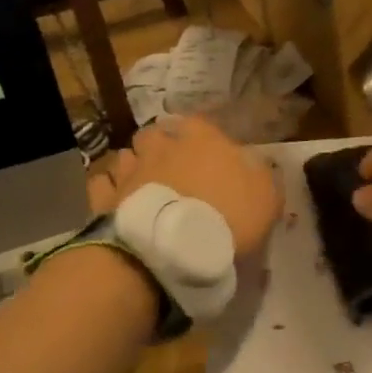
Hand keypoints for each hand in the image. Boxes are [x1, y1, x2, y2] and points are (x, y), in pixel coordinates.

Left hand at [88, 116, 282, 257]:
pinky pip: (104, 183)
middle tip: (174, 169)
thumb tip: (257, 164)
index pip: (200, 122)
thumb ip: (263, 175)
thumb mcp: (267, 198)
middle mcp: (162, 144)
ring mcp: (130, 168)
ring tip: (146, 186)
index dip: (204, 137)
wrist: (173, 250)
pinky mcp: (106, 196)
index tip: (210, 154)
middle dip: (163, 146)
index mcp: (202, 138)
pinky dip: (112, 189)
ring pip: (128, 155)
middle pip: (157, 134)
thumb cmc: (228, 218)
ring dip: (136, 165)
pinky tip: (121, 201)